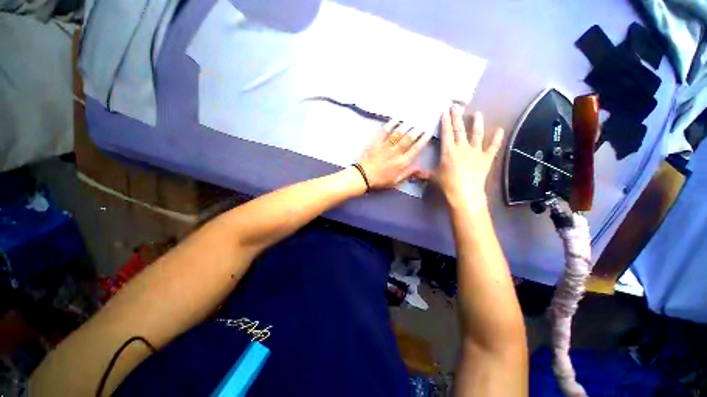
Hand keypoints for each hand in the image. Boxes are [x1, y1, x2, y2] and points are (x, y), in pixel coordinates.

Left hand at [357, 120, 432, 189]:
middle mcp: (395, 153)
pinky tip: (396, 119)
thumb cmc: (380, 180)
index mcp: (401, 163)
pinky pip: (384, 131)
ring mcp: (385, 146)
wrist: (363, 176)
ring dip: (406, 126)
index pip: (415, 149)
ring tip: (412, 120)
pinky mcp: (376, 142)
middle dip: (417, 130)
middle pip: (408, 139)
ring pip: (398, 134)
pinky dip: (390, 124)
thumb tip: (420, 167)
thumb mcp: (396, 181)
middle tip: (422, 123)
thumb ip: (408, 173)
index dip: (423, 140)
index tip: (428, 132)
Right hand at [434, 105, 503, 207]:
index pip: (446, 133)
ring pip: (477, 134)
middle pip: (459, 130)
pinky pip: (493, 147)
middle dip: (457, 117)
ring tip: (477, 113)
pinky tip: (500, 129)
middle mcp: (462, 148)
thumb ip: (425, 173)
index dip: (445, 121)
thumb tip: (414, 174)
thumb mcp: (433, 177)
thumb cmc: (447, 184)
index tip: (445, 111)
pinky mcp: (486, 158)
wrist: (465, 193)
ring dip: (477, 123)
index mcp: (449, 151)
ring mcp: (476, 152)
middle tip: (456, 106)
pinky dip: (497, 138)